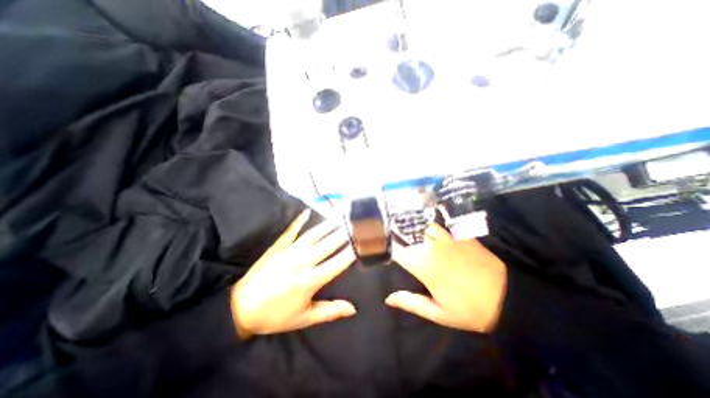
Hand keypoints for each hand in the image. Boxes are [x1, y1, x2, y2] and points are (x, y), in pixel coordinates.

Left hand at [232, 212, 355, 338]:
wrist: (240, 308)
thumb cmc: (275, 315)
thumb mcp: (304, 318)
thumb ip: (329, 311)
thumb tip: (352, 308)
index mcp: (310, 280)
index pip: (338, 262)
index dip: (353, 252)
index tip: (363, 243)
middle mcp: (302, 261)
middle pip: (329, 243)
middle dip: (344, 233)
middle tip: (356, 224)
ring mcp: (289, 251)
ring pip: (313, 234)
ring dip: (328, 225)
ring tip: (340, 217)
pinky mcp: (278, 246)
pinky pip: (291, 230)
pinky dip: (299, 219)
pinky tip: (308, 211)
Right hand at [386, 223, 506, 332]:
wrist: (507, 299)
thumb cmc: (470, 310)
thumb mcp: (439, 313)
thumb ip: (411, 303)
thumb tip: (388, 299)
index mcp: (425, 268)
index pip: (399, 252)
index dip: (390, 250)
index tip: (389, 253)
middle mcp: (433, 249)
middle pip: (409, 236)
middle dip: (400, 238)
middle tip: (399, 244)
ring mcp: (448, 239)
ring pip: (424, 227)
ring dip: (417, 231)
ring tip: (414, 236)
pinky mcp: (461, 235)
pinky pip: (441, 226)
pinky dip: (433, 228)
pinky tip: (432, 232)